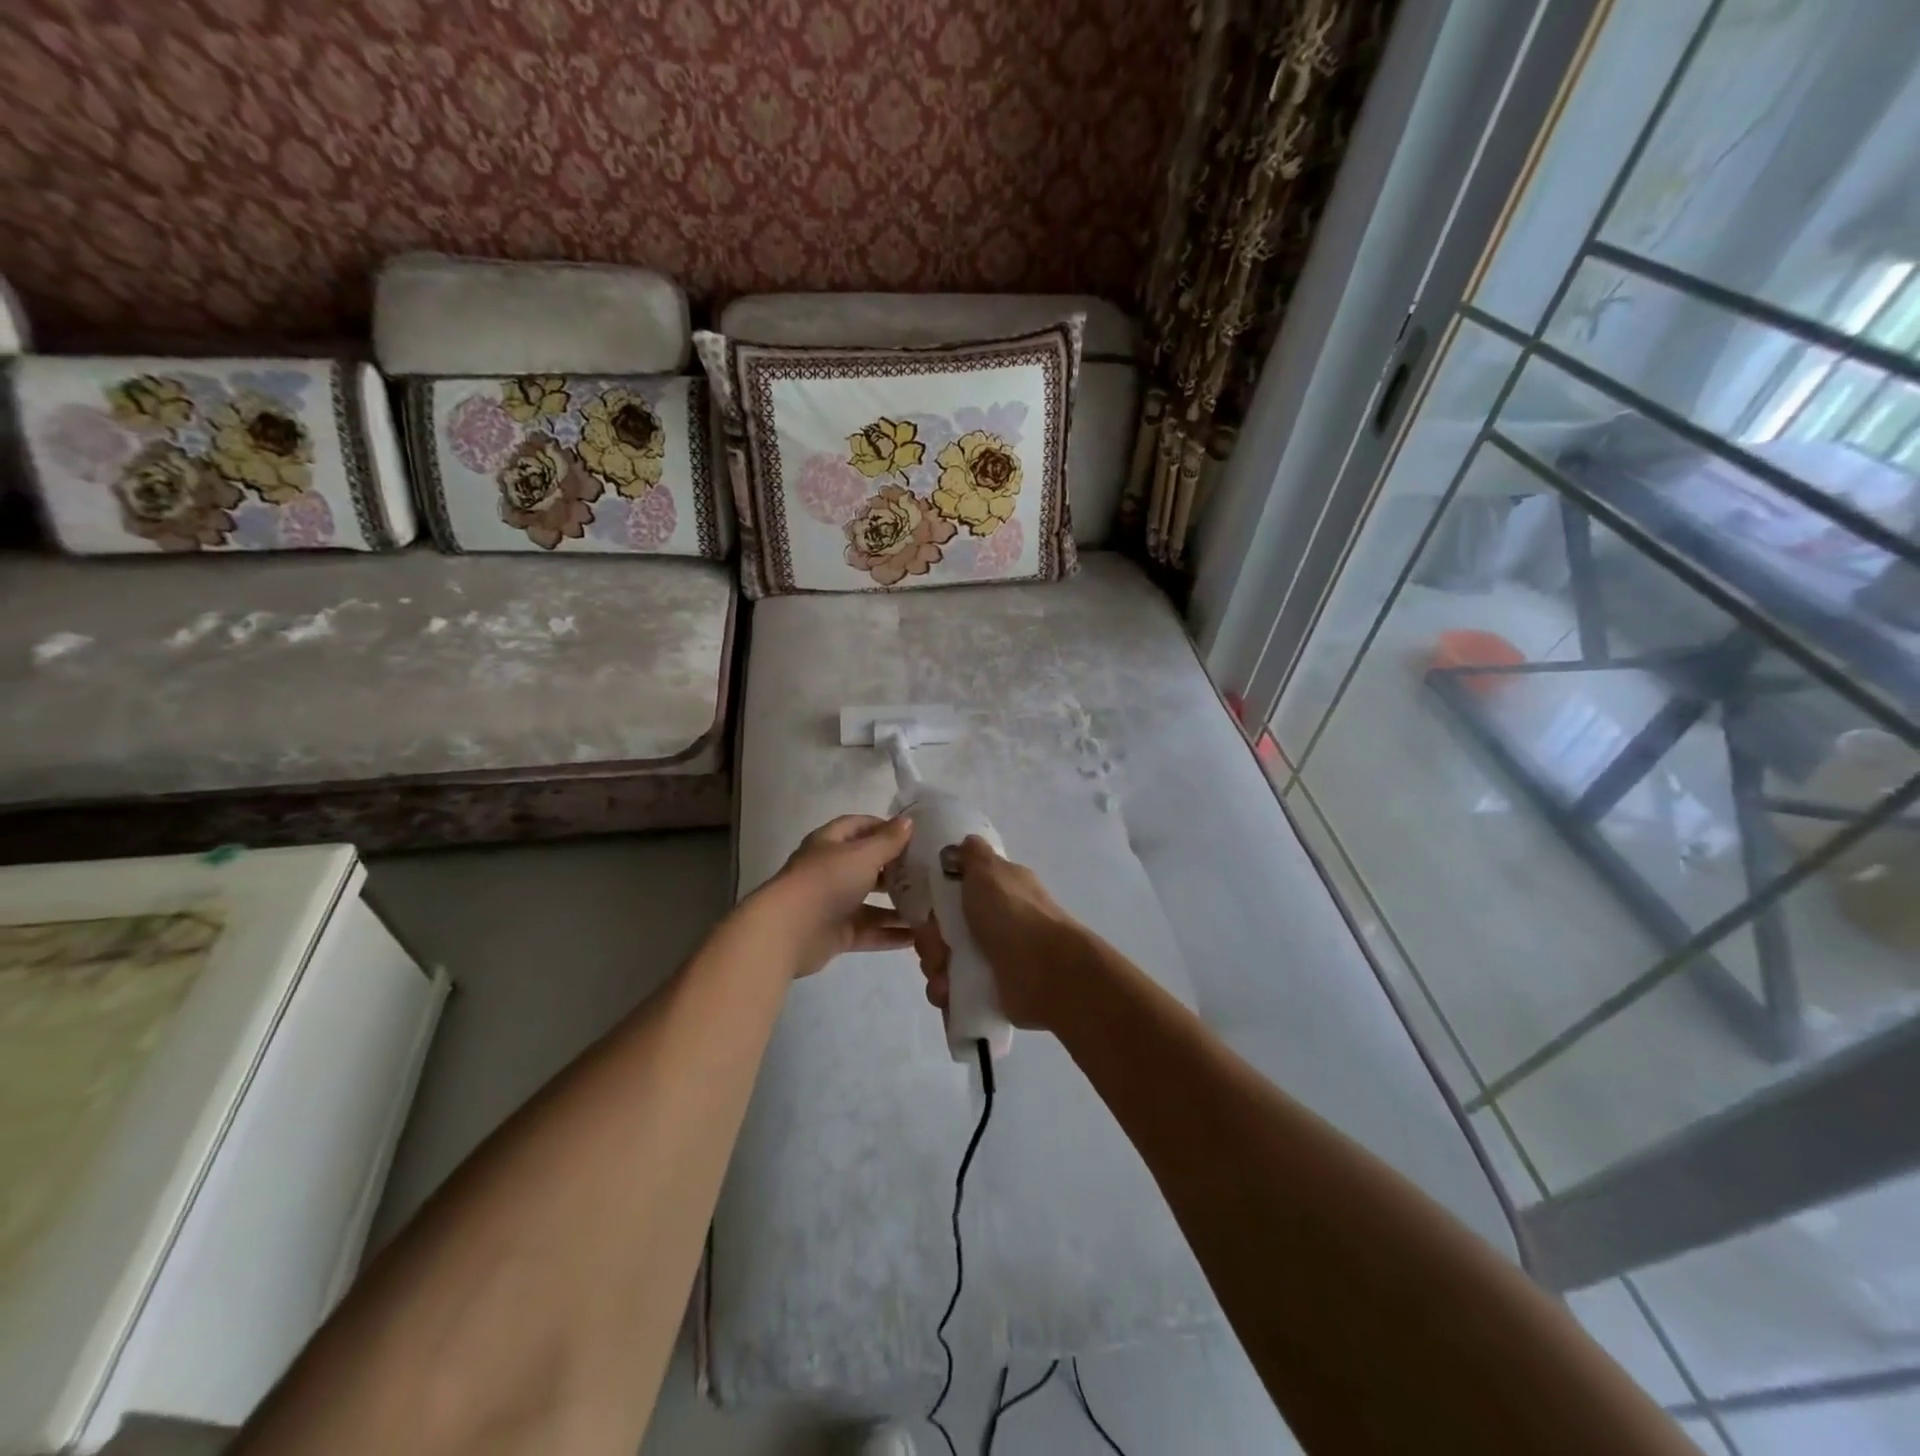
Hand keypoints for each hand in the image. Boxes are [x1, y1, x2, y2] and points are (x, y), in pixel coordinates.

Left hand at [758, 814, 915, 977]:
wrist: (788, 931)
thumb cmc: (826, 881)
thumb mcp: (862, 855)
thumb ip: (888, 841)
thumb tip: (908, 821)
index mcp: (831, 843)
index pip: (860, 826)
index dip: (886, 827)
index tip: (915, 836)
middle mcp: (832, 870)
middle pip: (868, 865)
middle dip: (897, 869)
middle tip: (930, 873)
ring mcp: (834, 903)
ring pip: (871, 902)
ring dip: (898, 905)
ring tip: (931, 907)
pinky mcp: (837, 933)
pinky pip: (869, 931)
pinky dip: (890, 934)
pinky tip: (917, 937)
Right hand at [911, 836, 1080, 1030]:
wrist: (1046, 971)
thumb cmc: (1013, 914)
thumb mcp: (989, 871)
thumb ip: (973, 855)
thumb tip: (966, 842)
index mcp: (997, 890)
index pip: (953, 892)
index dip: (934, 901)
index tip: (927, 909)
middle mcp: (994, 921)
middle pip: (942, 929)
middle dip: (931, 941)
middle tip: (939, 947)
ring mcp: (991, 957)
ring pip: (943, 960)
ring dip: (935, 969)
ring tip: (944, 978)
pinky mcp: (988, 990)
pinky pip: (952, 990)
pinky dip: (944, 992)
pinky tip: (948, 993)